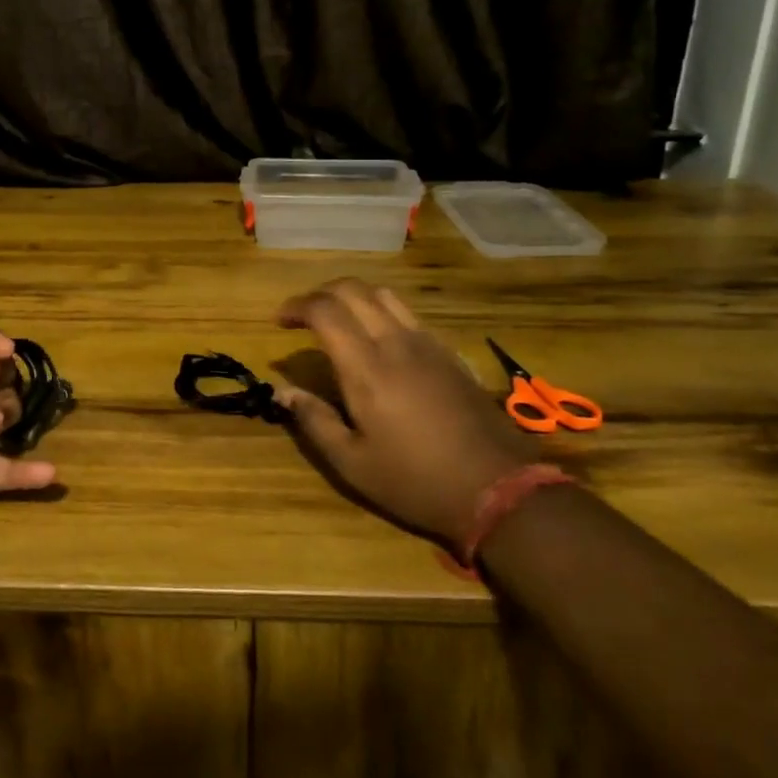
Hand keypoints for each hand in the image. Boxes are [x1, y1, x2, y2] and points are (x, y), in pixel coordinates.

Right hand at [275, 279, 534, 550]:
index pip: (324, 310)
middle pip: (352, 290)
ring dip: (352, 296)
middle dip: (319, 294)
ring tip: (337, 319)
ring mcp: (426, 343)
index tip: (280, 322)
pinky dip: (380, 310)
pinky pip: (407, 313)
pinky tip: (378, 338)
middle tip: (303, 317)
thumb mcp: (353, 464)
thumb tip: (282, 390)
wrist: (497, 488)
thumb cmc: (415, 481)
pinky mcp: (448, 352)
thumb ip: (314, 421)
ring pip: (383, 294)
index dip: (296, 306)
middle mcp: (394, 342)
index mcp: (366, 368)